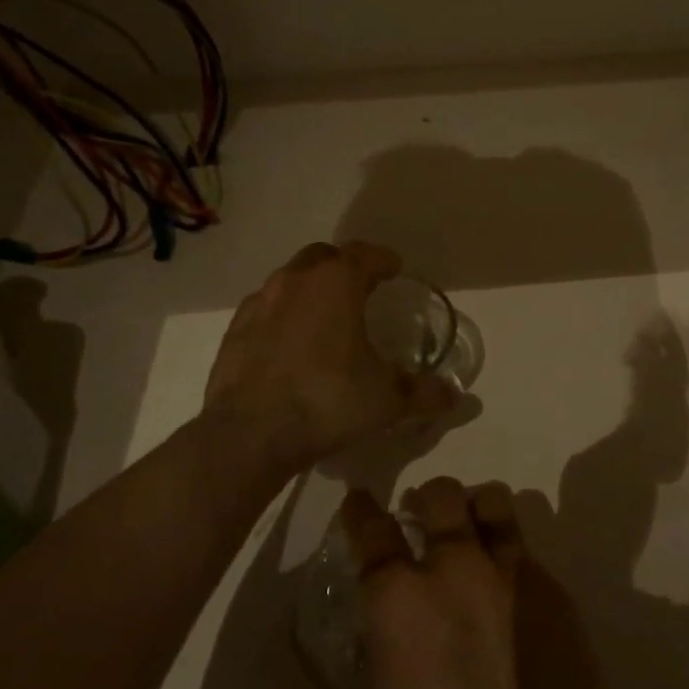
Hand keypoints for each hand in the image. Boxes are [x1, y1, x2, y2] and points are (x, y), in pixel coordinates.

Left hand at [203, 241, 457, 472]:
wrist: (250, 434)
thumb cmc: (327, 401)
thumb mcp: (387, 400)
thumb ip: (423, 392)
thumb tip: (454, 395)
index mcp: (336, 283)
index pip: (366, 254)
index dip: (384, 260)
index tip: (394, 269)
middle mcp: (296, 280)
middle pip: (324, 257)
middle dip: (344, 266)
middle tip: (361, 289)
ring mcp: (260, 302)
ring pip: (291, 279)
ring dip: (311, 289)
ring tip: (326, 317)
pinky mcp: (235, 328)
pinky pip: (266, 308)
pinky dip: (283, 315)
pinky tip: (290, 344)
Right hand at [321, 480, 573, 688]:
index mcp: (401, 605)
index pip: (372, 530)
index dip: (360, 510)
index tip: (358, 503)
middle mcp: (458, 573)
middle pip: (441, 494)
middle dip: (424, 499)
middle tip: (417, 521)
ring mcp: (516, 579)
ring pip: (494, 503)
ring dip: (474, 511)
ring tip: (467, 538)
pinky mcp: (560, 599)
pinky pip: (528, 552)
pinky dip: (510, 557)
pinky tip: (508, 599)